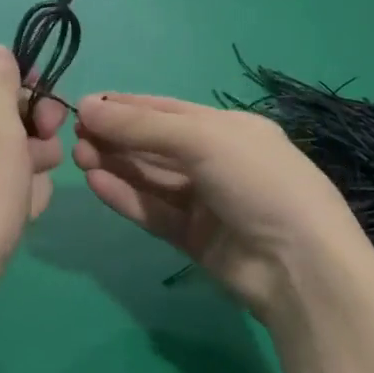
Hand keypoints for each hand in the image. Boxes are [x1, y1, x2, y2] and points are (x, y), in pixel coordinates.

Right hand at [73, 93, 373, 327]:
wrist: (300, 267)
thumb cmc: (258, 183)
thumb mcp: (202, 140)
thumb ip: (141, 126)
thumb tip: (87, 106)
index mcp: (228, 129)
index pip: (166, 110)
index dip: (124, 107)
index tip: (83, 105)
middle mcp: (216, 161)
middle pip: (154, 144)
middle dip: (115, 137)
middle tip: (73, 135)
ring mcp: (205, 201)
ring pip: (150, 177)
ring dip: (115, 165)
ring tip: (77, 156)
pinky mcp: (193, 237)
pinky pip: (152, 210)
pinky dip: (125, 196)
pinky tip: (95, 184)